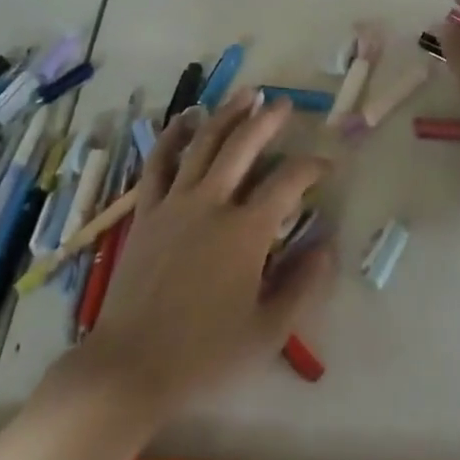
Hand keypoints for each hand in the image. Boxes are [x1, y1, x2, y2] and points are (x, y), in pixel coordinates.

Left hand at [75, 91, 332, 421]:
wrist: (131, 365)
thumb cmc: (205, 355)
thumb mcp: (268, 332)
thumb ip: (303, 285)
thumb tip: (328, 245)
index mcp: (246, 232)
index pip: (288, 183)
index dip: (311, 167)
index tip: (326, 163)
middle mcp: (212, 204)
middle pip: (243, 146)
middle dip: (268, 121)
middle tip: (283, 103)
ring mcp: (175, 203)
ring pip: (204, 144)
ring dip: (227, 114)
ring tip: (245, 94)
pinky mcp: (147, 211)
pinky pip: (159, 163)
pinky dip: (172, 136)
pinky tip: (185, 119)